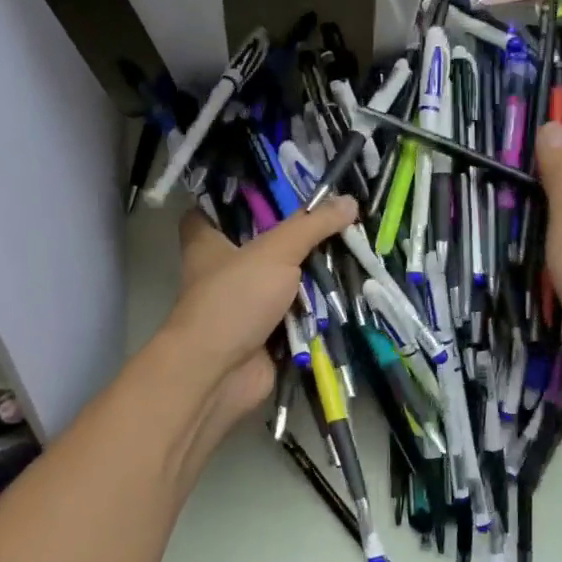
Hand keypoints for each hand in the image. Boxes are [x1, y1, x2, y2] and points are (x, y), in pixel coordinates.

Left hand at [162, 198, 356, 447]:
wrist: (221, 373)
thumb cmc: (234, 299)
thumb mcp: (276, 251)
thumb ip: (312, 225)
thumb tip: (349, 200)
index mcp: (208, 243)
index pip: (214, 210)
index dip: (239, 198)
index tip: (276, 189)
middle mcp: (223, 271)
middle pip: (261, 244)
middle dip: (295, 237)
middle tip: (335, 218)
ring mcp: (244, 305)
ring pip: (283, 281)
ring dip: (312, 275)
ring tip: (353, 250)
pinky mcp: (264, 334)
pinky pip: (295, 314)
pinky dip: (316, 309)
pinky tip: (348, 291)